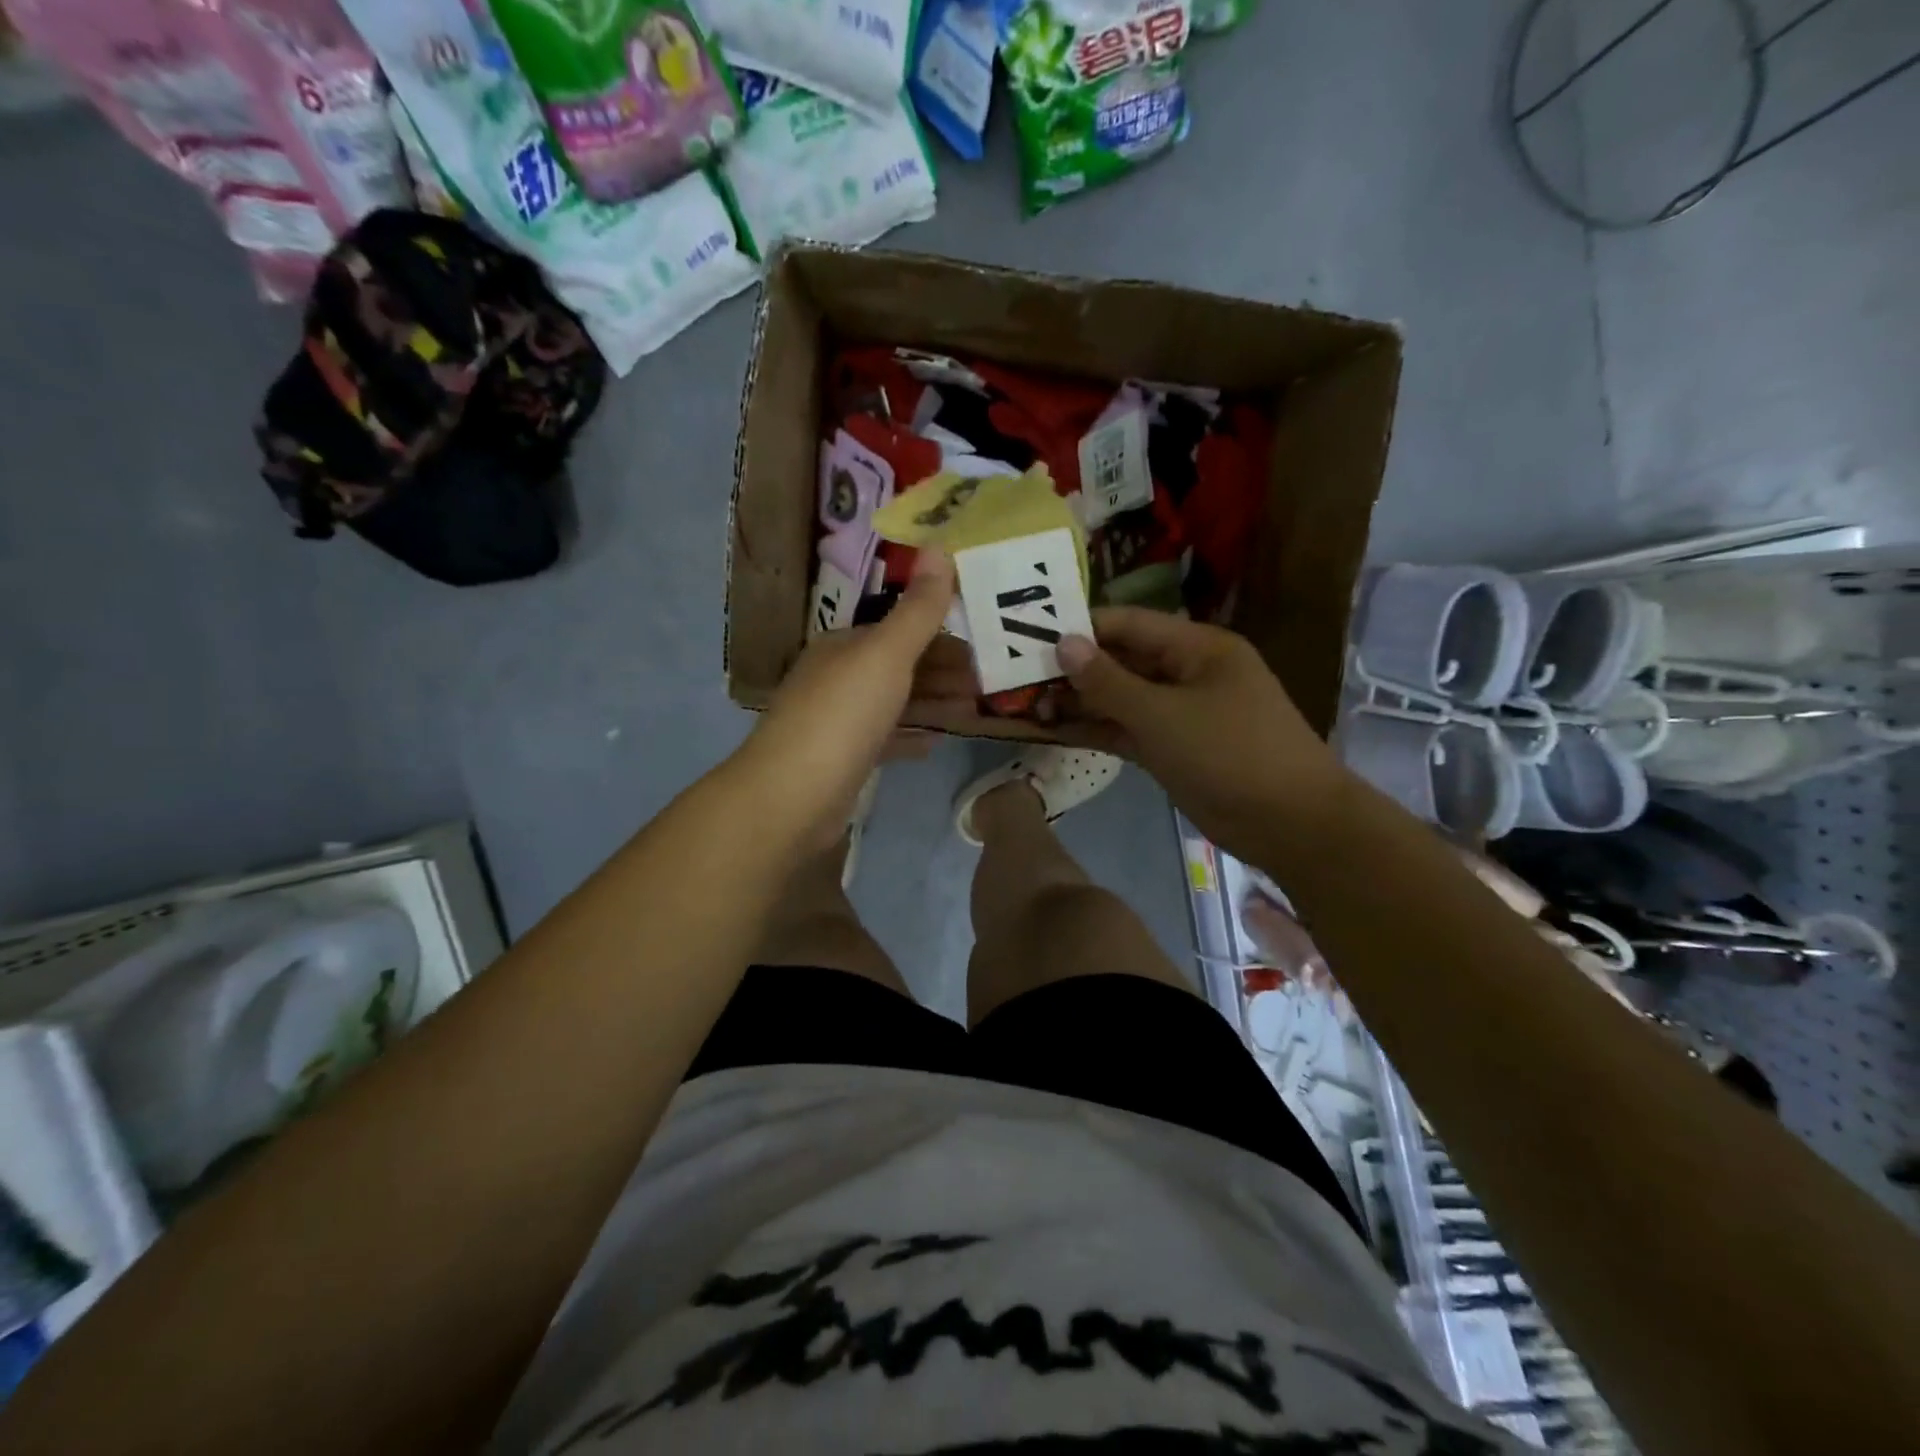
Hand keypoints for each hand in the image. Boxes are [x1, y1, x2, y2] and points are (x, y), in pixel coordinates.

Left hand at [737, 550, 956, 852]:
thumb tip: (940, 547)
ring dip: (932, 704)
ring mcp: (836, 721)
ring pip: (893, 704)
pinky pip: (884, 739)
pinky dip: (911, 737)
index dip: (940, 636)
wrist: (793, 795)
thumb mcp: (886, 654)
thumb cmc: (843, 714)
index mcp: (842, 647)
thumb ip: (918, 609)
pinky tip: (936, 743)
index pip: (897, 630)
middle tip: (986, 683)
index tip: (982, 647)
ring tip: (972, 710)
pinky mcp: (841, 760)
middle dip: (941, 672)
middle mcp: (835, 678)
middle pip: (897, 668)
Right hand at [1055, 608, 1350, 859]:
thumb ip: (1108, 681)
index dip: (1080, 629)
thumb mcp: (1163, 714)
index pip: (1128, 625)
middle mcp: (1186, 673)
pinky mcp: (1173, 749)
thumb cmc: (1230, 754)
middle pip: (1121, 662)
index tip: (1030, 637)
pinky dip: (1095, 730)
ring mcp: (1179, 713)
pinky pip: (1127, 730)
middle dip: (1074, 670)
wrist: (1290, 823)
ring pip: (1121, 699)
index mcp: (1196, 648)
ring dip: (1079, 702)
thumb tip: (1063, 643)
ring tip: (1027, 705)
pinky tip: (1054, 730)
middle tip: (1019, 678)